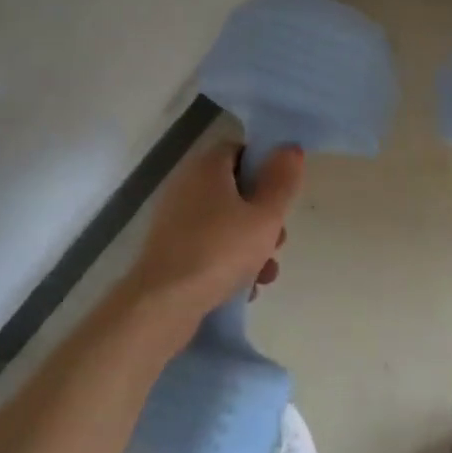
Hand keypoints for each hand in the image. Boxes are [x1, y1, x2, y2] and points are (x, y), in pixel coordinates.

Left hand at [122, 140, 304, 340]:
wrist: (162, 305)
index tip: (283, 194)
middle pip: (236, 190)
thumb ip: (282, 182)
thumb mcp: (265, 216)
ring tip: (266, 274)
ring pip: (225, 223)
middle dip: (263, 216)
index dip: (266, 167)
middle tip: (278, 241)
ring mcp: (175, 220)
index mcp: (206, 168)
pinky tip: (244, 289)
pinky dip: (228, 262)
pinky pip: (209, 247)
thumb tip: (290, 148)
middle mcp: (186, 186)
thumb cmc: (219, 251)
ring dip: (251, 245)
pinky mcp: (170, 251)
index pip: (240, 150)